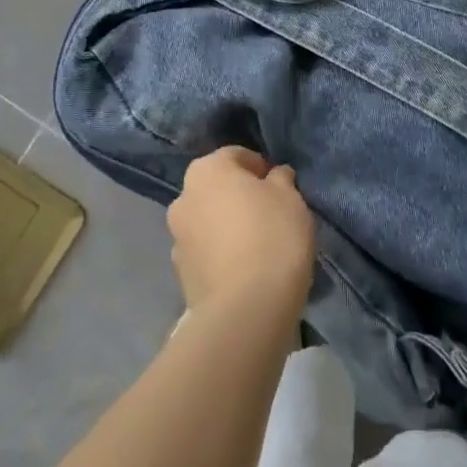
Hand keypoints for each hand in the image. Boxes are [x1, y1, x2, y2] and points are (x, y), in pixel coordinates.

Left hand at [168, 147, 315, 322]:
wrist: (245, 310)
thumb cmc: (272, 237)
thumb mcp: (290, 197)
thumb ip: (280, 179)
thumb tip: (274, 176)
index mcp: (206, 170)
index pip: (236, 156)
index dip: (261, 168)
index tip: (281, 188)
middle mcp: (183, 197)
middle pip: (217, 188)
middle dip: (239, 197)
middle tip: (270, 215)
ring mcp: (177, 238)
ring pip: (208, 221)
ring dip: (227, 226)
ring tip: (258, 246)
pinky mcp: (180, 274)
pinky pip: (206, 252)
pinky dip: (221, 254)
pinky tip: (244, 269)